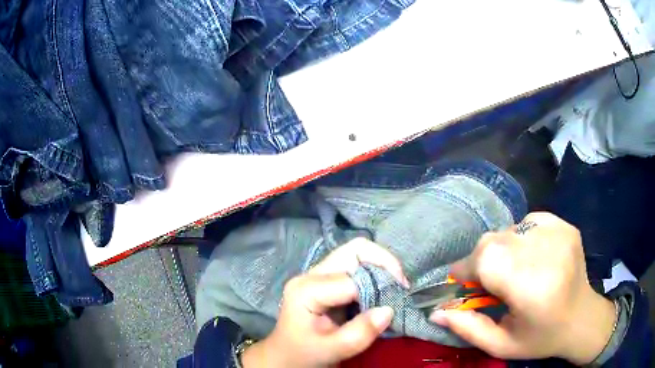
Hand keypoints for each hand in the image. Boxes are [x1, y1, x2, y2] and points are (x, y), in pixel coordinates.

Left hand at [242, 238, 408, 367]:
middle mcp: (311, 275)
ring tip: (393, 288)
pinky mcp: (324, 279)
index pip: (352, 280)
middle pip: (355, 250)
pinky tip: (380, 291)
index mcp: (307, 290)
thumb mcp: (332, 350)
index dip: (379, 288)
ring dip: (380, 267)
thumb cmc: (304, 354)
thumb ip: (360, 333)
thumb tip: (389, 310)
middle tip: (400, 286)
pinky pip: (354, 265)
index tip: (397, 302)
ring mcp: (316, 274)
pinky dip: (373, 273)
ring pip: (356, 253)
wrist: (285, 355)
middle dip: (384, 263)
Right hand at [430, 212, 616, 364]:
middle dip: (482, 260)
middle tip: (489, 282)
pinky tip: (531, 258)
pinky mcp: (564, 225)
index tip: (462, 283)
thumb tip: (436, 310)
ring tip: (514, 272)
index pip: (487, 259)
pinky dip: (520, 238)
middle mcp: (547, 253)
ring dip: (502, 250)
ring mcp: (559, 233)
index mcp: (533, 288)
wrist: (582, 318)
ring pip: (509, 229)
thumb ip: (467, 327)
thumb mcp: (501, 344)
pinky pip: (528, 222)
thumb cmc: (541, 337)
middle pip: (495, 240)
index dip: (467, 268)